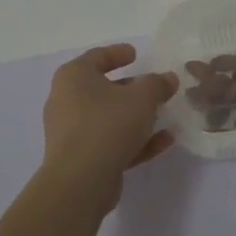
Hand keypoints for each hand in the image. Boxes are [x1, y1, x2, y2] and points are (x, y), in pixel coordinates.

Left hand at [39, 44, 177, 200]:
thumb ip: (157, 84)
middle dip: (131, 88)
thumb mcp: (142, 98)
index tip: (135, 54)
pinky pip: (110, 142)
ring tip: (163, 115)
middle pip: (103, 88)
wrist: (81, 181)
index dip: (118, 53)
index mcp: (74, 77)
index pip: (97, 57)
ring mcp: (71, 132)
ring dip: (136, 117)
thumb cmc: (108, 125)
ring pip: (108, 118)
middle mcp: (66, 100)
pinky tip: (163, 141)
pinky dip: (134, 140)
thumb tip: (168, 78)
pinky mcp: (80, 158)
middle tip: (154, 87)